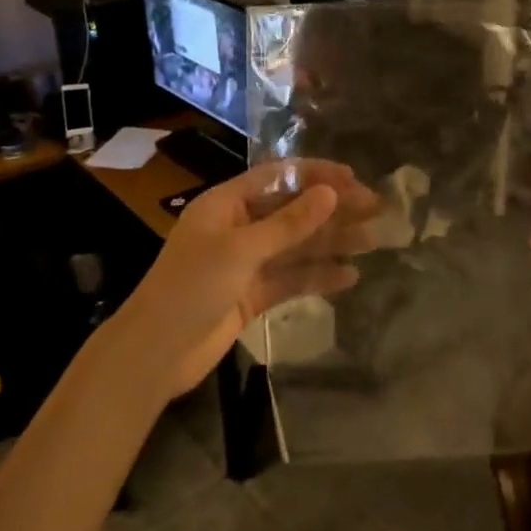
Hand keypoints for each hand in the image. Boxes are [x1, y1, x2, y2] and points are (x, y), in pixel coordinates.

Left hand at [116, 159, 377, 397]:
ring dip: (332, 242)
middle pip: (292, 211)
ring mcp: (245, 263)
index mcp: (226, 204)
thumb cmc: (191, 288)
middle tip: (375, 209)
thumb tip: (331, 193)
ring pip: (297, 246)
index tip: (353, 179)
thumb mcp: (241, 250)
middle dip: (333, 209)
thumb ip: (289, 223)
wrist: (154, 354)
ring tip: (373, 241)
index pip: (278, 177)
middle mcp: (238, 228)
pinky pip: (291, 278)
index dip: (316, 175)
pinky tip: (349, 277)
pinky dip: (318, 277)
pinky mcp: (252, 295)